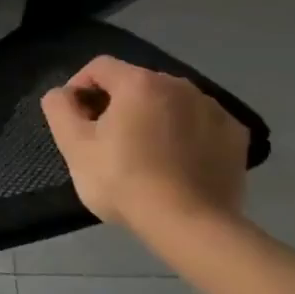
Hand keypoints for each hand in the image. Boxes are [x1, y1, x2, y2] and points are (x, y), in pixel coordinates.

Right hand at [40, 55, 248, 235]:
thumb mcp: (74, 146)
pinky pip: (199, 122)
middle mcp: (179, 84)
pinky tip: (178, 160)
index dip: (80, 87)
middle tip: (107, 139)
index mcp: (138, 82)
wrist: (191, 226)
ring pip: (169, 102)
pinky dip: (185, 132)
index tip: (77, 118)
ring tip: (145, 152)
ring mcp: (213, 108)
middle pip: (135, 83)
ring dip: (152, 116)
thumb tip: (64, 94)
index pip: (99, 67)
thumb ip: (59, 107)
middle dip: (117, 103)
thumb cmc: (124, 181)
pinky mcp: (235, 135)